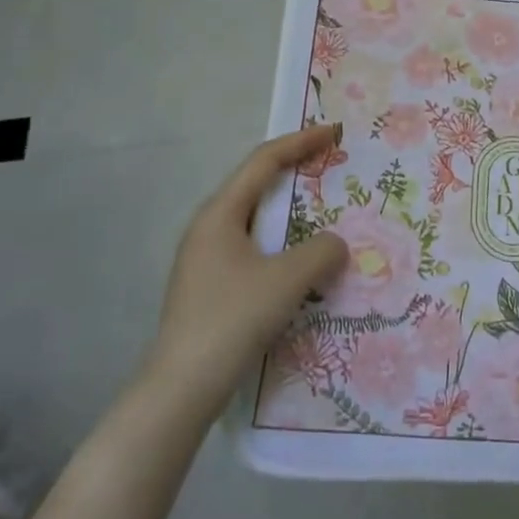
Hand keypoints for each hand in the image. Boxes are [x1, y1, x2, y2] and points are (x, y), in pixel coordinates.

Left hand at [142, 125, 348, 417]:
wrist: (182, 387)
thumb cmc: (233, 319)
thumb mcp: (287, 279)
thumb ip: (322, 251)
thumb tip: (336, 244)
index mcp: (220, 214)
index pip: (263, 162)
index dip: (299, 142)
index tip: (332, 132)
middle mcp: (208, 229)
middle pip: (256, 187)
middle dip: (295, 175)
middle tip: (331, 171)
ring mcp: (206, 260)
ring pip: (256, 223)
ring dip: (290, 215)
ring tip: (324, 217)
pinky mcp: (210, 288)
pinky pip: (253, 251)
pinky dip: (282, 245)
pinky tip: (301, 265)